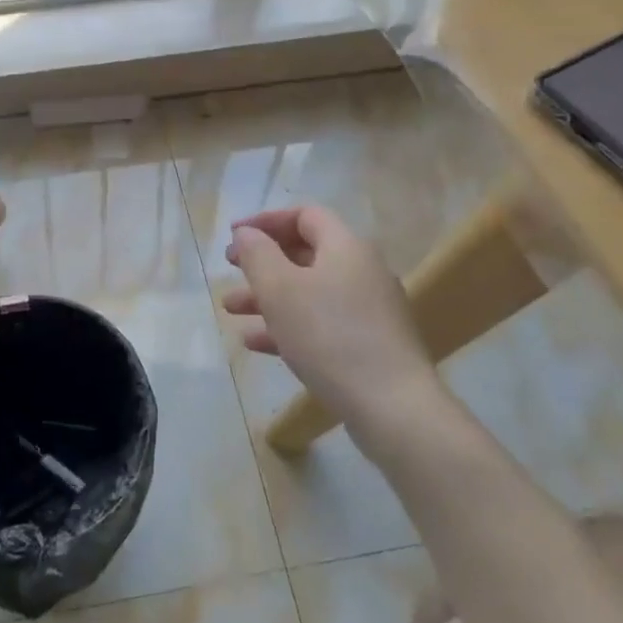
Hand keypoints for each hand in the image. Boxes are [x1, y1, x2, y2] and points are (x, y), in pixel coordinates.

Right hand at [222, 205, 438, 437]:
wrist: (392, 407)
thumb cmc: (329, 336)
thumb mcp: (280, 289)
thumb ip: (257, 254)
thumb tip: (247, 233)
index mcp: (346, 247)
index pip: (304, 215)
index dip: (265, 221)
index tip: (234, 235)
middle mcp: (362, 271)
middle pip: (306, 253)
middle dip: (262, 262)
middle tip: (230, 270)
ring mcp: (369, 310)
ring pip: (309, 292)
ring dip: (268, 296)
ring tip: (230, 310)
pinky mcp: (370, 345)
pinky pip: (322, 324)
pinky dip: (289, 326)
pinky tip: (256, 343)